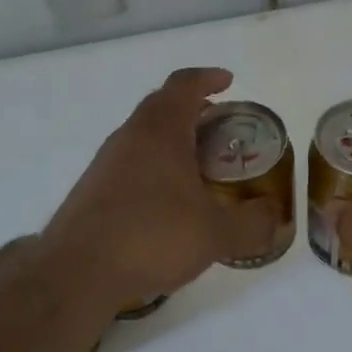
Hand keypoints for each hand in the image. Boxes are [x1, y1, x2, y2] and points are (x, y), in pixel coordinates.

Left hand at [38, 68, 276, 312]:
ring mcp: (106, 162)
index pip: (184, 84)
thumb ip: (252, 223)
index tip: (228, 82)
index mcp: (160, 130)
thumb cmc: (151, 236)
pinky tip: (169, 201)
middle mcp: (130, 136)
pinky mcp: (93, 189)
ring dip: (173, 139)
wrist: (76, 272)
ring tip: (201, 166)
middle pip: (162, 105)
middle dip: (194, 109)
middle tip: (222, 127)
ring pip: (144, 135)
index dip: (208, 78)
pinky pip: (131, 162)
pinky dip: (155, 165)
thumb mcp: (215, 234)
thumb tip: (275, 217)